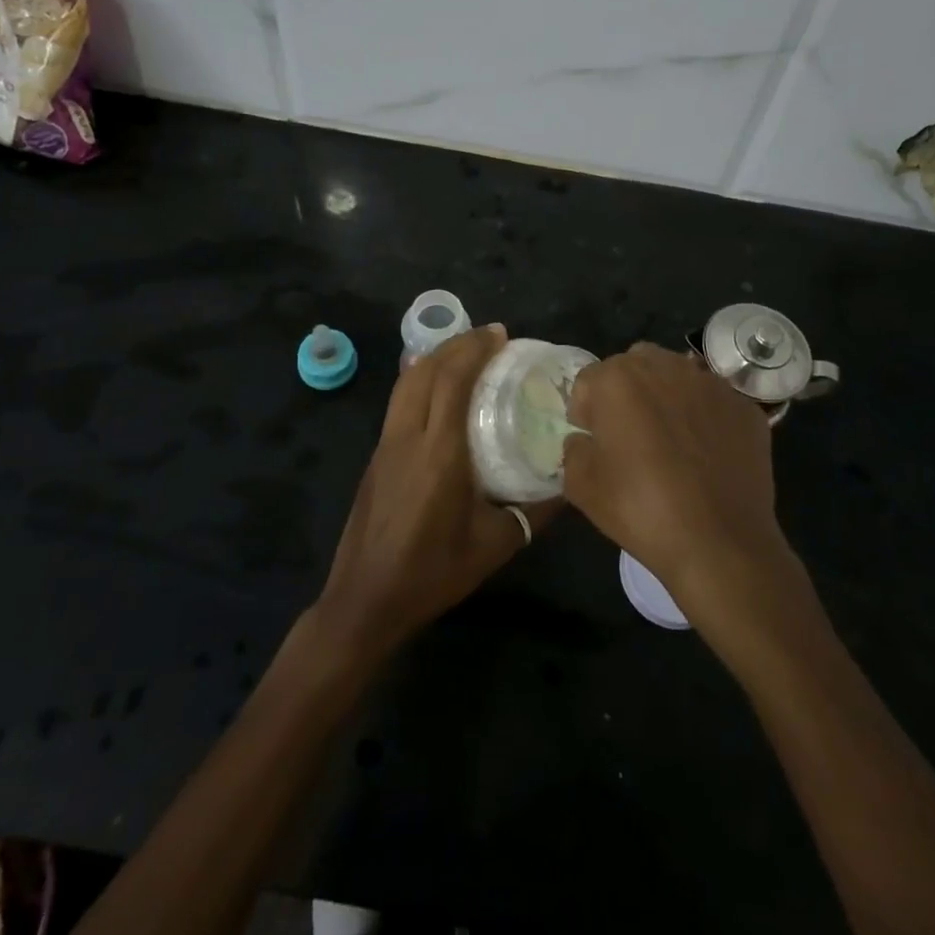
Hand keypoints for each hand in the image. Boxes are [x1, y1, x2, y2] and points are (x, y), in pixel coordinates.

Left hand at [315, 324, 556, 656]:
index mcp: (438, 452)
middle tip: (489, 338)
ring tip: (464, 354)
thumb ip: (534, 512)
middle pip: (425, 370)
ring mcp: (385, 444)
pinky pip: (398, 401)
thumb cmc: (433, 572)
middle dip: (456, 344)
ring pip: (406, 382)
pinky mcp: (376, 456)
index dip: (475, 349)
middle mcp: (407, 437)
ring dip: (435, 358)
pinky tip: (436, 389)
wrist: (365, 599)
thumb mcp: (495, 545)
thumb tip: (569, 485)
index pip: (452, 380)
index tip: (501, 335)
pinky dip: (419, 380)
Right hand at [562, 342, 785, 606]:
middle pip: (634, 366)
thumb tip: (585, 440)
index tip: (594, 442)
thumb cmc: (641, 510)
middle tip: (629, 436)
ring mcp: (711, 384)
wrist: (720, 543)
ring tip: (670, 443)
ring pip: (677, 376)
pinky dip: (704, 418)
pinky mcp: (744, 406)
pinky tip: (706, 455)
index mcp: (618, 379)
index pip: (588, 381)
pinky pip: (713, 402)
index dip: (585, 412)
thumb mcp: (581, 487)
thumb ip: (573, 450)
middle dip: (626, 393)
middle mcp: (666, 366)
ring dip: (666, 398)